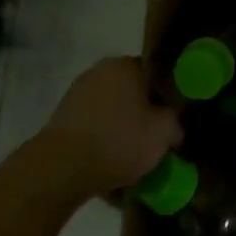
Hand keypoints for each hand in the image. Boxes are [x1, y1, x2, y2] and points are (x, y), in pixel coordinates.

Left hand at [32, 57, 181, 198]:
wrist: (60, 170)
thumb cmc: (118, 141)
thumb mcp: (164, 133)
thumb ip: (176, 122)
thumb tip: (174, 126)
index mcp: (126, 65)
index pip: (157, 75)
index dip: (168, 98)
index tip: (173, 120)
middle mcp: (100, 72)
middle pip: (133, 93)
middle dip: (144, 114)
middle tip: (155, 139)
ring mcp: (77, 95)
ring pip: (112, 111)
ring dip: (122, 129)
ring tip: (133, 157)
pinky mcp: (61, 120)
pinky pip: (94, 128)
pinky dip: (103, 141)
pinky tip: (110, 164)